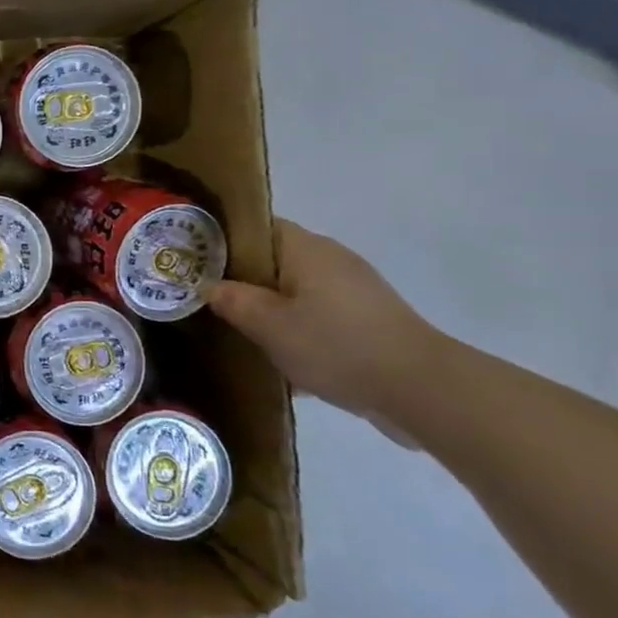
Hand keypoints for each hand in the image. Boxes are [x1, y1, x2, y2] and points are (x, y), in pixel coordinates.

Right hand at [206, 222, 447, 429]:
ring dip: (272, 308)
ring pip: (297, 290)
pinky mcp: (369, 321)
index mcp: (305, 248)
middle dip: (244, 279)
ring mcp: (354, 291)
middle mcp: (331, 259)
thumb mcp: (268, 324)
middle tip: (210, 301)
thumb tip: (209, 286)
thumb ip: (232, 301)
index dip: (223, 239)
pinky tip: (284, 360)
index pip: (256, 227)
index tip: (196, 261)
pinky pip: (320, 316)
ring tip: (241, 333)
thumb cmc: (335, 344)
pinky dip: (299, 329)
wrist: (421, 390)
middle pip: (275, 260)